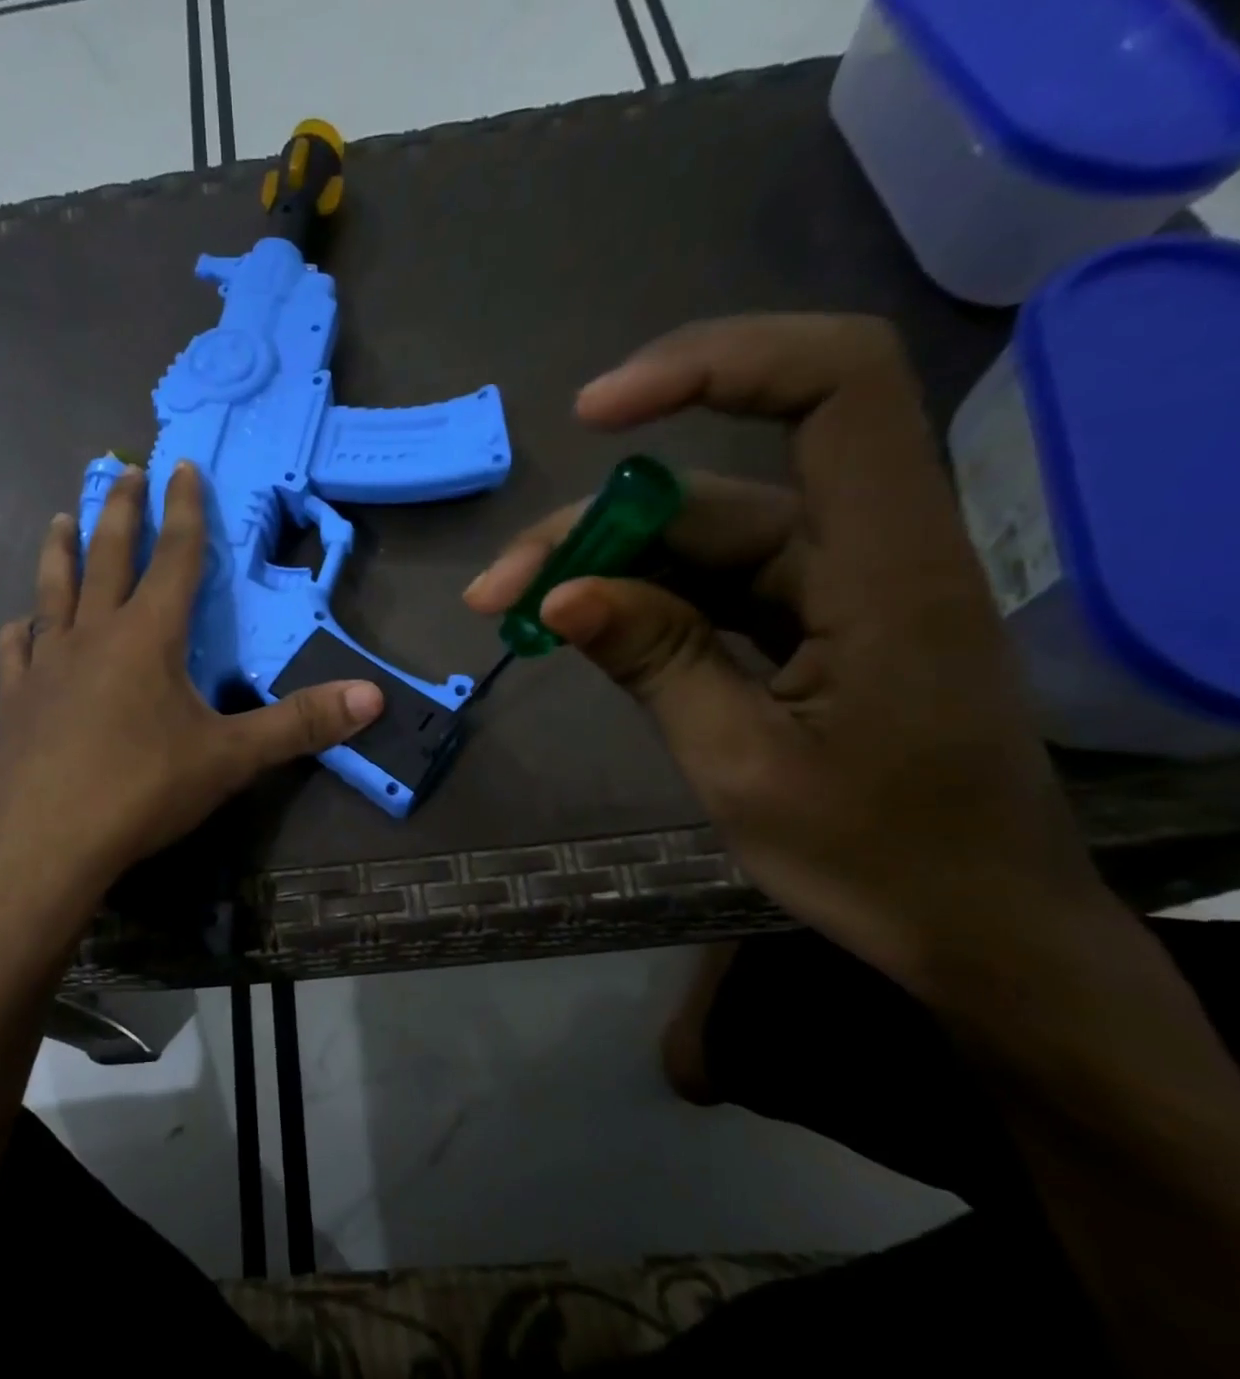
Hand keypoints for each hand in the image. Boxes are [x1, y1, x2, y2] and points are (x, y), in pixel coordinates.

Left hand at [0, 461, 383, 919]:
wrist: (45, 842)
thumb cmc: (141, 790)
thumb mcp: (231, 758)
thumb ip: (300, 725)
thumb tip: (373, 698)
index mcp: (148, 637)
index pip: (174, 558)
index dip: (184, 511)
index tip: (181, 466)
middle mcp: (94, 636)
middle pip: (108, 558)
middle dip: (120, 511)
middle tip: (123, 470)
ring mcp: (47, 665)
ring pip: (54, 591)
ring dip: (61, 552)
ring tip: (62, 518)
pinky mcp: (15, 700)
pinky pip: (16, 651)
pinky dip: (20, 631)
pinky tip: (18, 626)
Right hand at [467, 315, 1116, 1000]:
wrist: (969, 926)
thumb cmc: (876, 857)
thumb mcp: (742, 764)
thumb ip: (655, 663)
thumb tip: (559, 596)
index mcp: (885, 569)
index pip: (835, 388)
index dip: (717, 364)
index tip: (597, 414)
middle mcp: (862, 553)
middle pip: (713, 491)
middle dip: (591, 528)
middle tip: (497, 590)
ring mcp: (830, 588)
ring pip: (695, 542)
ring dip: (598, 569)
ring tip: (512, 612)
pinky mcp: (807, 623)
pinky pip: (706, 587)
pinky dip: (635, 603)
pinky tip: (574, 628)